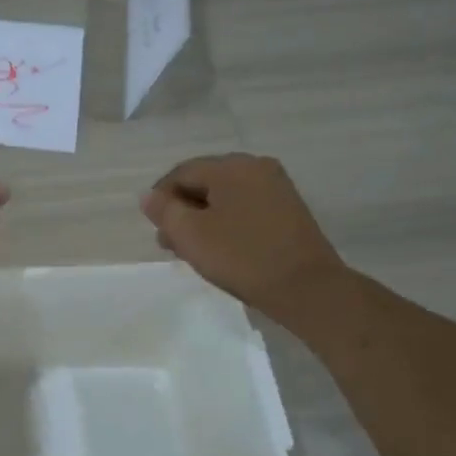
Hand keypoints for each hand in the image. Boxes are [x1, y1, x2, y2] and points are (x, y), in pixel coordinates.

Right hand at [141, 154, 345, 314]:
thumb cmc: (242, 257)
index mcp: (230, 166)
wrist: (307, 288)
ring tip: (193, 249)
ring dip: (203, 218)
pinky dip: (227, 221)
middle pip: (205, 182)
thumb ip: (164, 210)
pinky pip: (246, 206)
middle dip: (183, 209)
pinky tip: (222, 247)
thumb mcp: (191, 235)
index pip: (181, 173)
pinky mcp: (289, 209)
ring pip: (225, 196)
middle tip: (170, 242)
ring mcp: (276, 187)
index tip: (153, 227)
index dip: (160, 198)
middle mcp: (255, 166)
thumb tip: (148, 196)